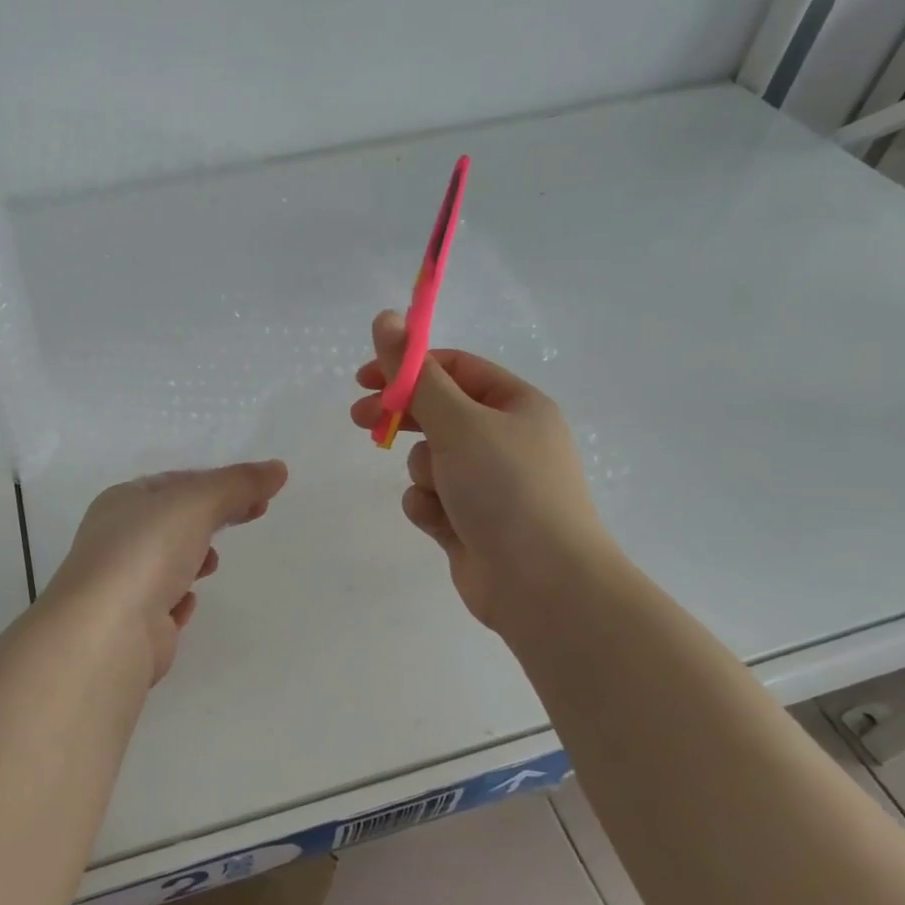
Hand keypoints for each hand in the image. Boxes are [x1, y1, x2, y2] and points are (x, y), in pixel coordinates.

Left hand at [42, 461, 289, 683]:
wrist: (108, 630)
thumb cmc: (148, 552)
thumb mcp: (196, 504)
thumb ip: (237, 485)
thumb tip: (278, 468)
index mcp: (123, 500)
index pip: (176, 482)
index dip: (219, 482)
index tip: (260, 492)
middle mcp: (117, 538)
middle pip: (174, 520)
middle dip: (211, 517)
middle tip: (252, 516)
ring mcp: (122, 583)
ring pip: (166, 561)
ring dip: (193, 557)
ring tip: (212, 564)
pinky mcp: (133, 624)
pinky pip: (161, 604)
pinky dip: (178, 599)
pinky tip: (188, 602)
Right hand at [349, 311, 613, 631]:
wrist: (543, 586)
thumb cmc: (506, 489)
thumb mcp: (457, 422)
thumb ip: (414, 375)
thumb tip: (385, 319)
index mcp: (515, 405)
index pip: (454, 370)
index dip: (408, 368)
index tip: (365, 377)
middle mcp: (505, 440)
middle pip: (438, 414)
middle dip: (402, 418)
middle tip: (361, 419)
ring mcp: (488, 485)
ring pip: (429, 461)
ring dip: (424, 473)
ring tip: (441, 494)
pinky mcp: (470, 523)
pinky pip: (430, 500)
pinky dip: (429, 508)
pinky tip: (443, 524)